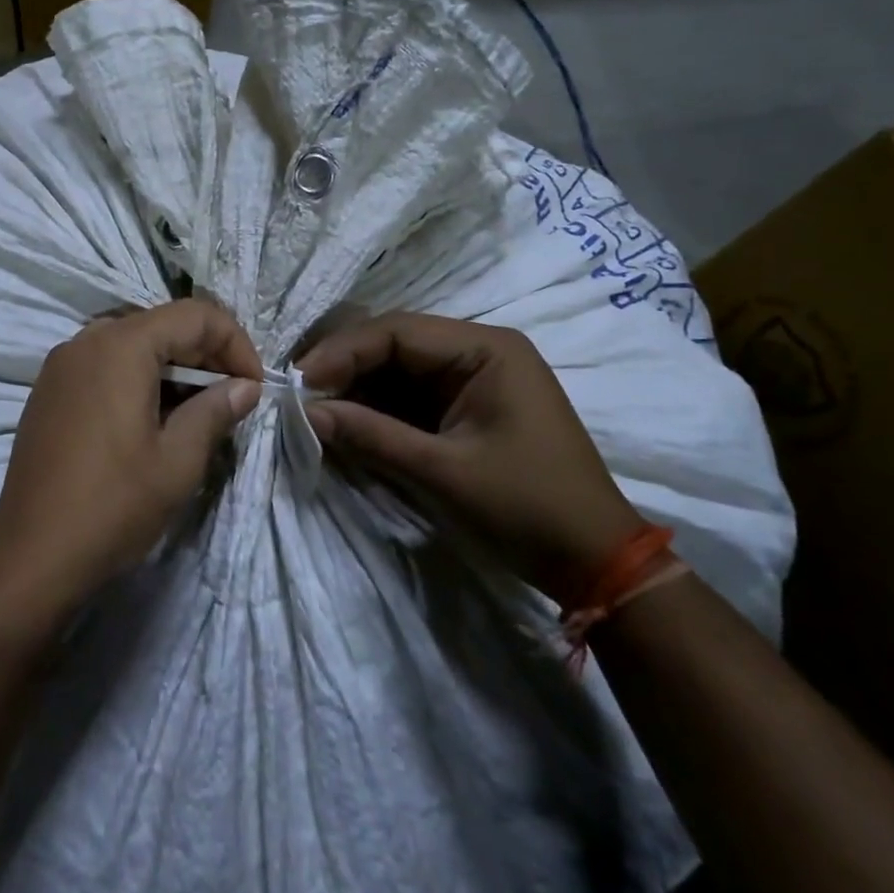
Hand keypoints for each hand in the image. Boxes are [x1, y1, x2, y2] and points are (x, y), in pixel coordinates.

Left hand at [0, 299, 262, 629]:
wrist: (31, 555)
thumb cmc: (113, 505)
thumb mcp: (178, 460)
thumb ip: (216, 410)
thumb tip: (246, 386)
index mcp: (121, 345)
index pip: (194, 315)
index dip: (234, 343)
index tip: (254, 386)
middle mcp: (87, 340)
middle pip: (161, 324)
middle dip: (205, 354)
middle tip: (232, 398)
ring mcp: (61, 364)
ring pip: (132, 344)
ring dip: (172, 367)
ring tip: (197, 411)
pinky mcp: (48, 390)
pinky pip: (104, 364)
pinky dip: (138, 378)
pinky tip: (152, 419)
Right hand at [297, 313, 642, 606]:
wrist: (595, 561)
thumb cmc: (526, 507)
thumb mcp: (442, 471)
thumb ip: (371, 435)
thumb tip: (305, 414)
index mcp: (485, 348)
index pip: (397, 331)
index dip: (342, 351)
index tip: (299, 381)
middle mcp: (479, 350)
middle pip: (394, 343)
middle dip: (345, 367)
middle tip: (300, 395)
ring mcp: (473, 378)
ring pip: (397, 369)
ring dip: (356, 388)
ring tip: (314, 410)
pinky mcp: (466, 406)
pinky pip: (409, 395)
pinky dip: (376, 408)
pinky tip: (346, 422)